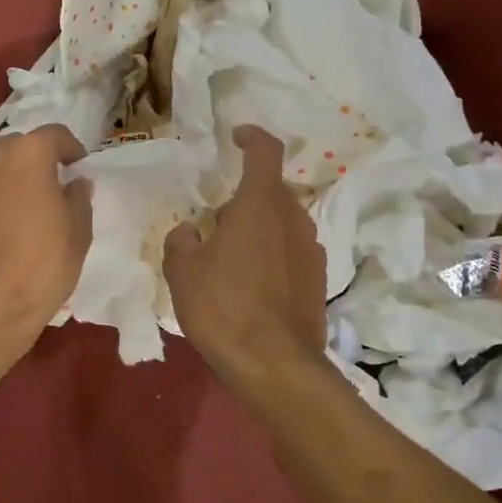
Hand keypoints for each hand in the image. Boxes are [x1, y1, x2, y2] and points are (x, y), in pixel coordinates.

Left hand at [0, 125, 92, 360]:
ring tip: (21, 206)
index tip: (77, 167)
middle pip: (18, 145)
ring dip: (8, 177)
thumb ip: (78, 198)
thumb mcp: (77, 234)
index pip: (54, 134)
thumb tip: (76, 183)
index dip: (71, 148)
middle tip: (50, 186)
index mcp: (26, 155)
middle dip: (36, 159)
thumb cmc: (40, 268)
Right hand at [164, 126, 327, 385]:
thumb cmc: (224, 307)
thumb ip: (182, 241)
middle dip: (244, 197)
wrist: (276, 366)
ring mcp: (312, 250)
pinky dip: (271, 254)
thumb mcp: (182, 271)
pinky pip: (291, 251)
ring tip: (230, 257)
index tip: (236, 137)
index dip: (251, 137)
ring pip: (282, 222)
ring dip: (258, 227)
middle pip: (271, 191)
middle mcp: (293, 218)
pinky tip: (250, 284)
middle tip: (215, 222)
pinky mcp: (319, 280)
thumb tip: (189, 232)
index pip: (265, 151)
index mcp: (260, 204)